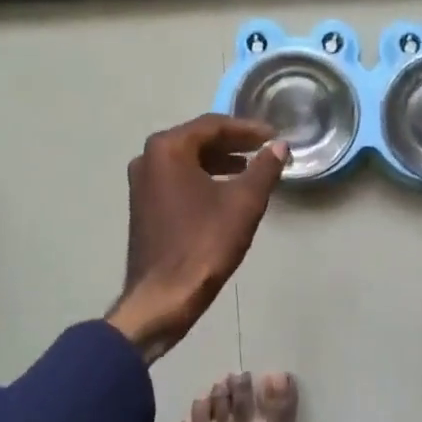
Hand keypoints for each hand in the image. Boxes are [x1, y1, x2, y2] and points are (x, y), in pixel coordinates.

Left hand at [107, 115, 288, 361]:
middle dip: (233, 143)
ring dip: (218, 161)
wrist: (163, 296)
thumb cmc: (204, 244)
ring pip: (186, 160)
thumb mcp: (244, 203)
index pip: (213, 125)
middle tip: (264, 148)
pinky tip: (224, 191)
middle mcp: (148, 158)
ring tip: (250, 168)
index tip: (274, 136)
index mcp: (167, 149)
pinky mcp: (143, 205)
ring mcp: (141, 183)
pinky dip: (202, 178)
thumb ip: (264, 168)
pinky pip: (177, 179)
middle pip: (197, 139)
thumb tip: (280, 146)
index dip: (247, 129)